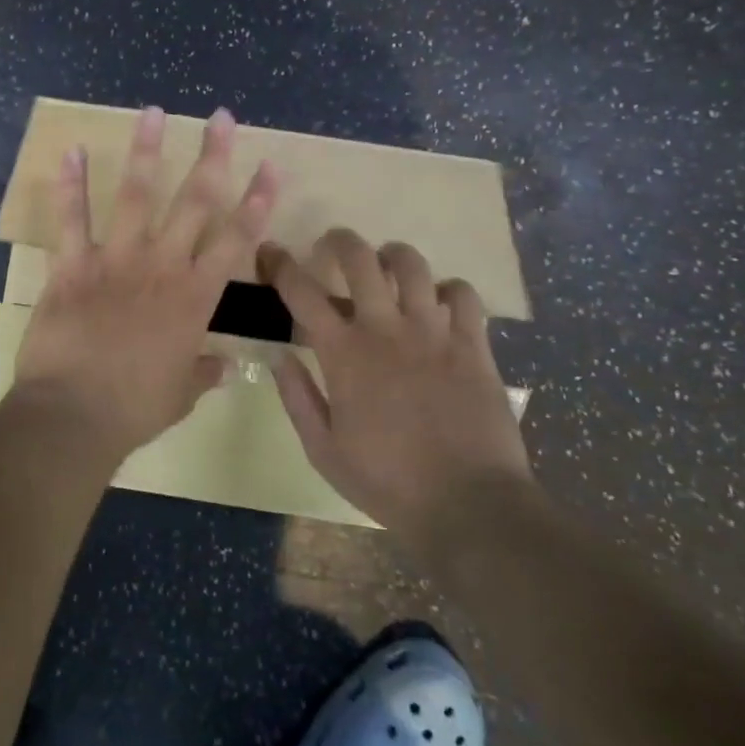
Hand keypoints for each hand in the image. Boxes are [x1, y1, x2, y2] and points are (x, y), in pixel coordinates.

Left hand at [13, 105, 278, 462]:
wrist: (74, 415)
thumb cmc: (135, 408)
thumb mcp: (181, 394)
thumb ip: (203, 371)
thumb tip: (224, 365)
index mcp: (195, 297)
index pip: (236, 239)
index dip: (257, 201)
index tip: (270, 166)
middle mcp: (162, 266)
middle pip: (195, 202)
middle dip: (213, 156)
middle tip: (222, 118)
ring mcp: (116, 261)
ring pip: (136, 195)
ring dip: (146, 150)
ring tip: (152, 111)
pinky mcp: (73, 266)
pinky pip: (71, 219)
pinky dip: (69, 185)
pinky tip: (69, 149)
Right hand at [262, 229, 531, 536]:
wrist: (468, 504)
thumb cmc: (387, 481)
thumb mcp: (324, 450)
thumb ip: (297, 398)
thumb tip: (278, 356)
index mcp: (344, 353)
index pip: (302, 292)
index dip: (281, 264)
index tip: (271, 251)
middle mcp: (387, 329)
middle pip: (361, 259)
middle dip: (341, 241)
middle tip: (334, 245)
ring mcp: (434, 332)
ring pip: (414, 266)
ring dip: (394, 256)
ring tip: (388, 265)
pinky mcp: (473, 344)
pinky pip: (464, 294)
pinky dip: (449, 289)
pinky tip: (440, 303)